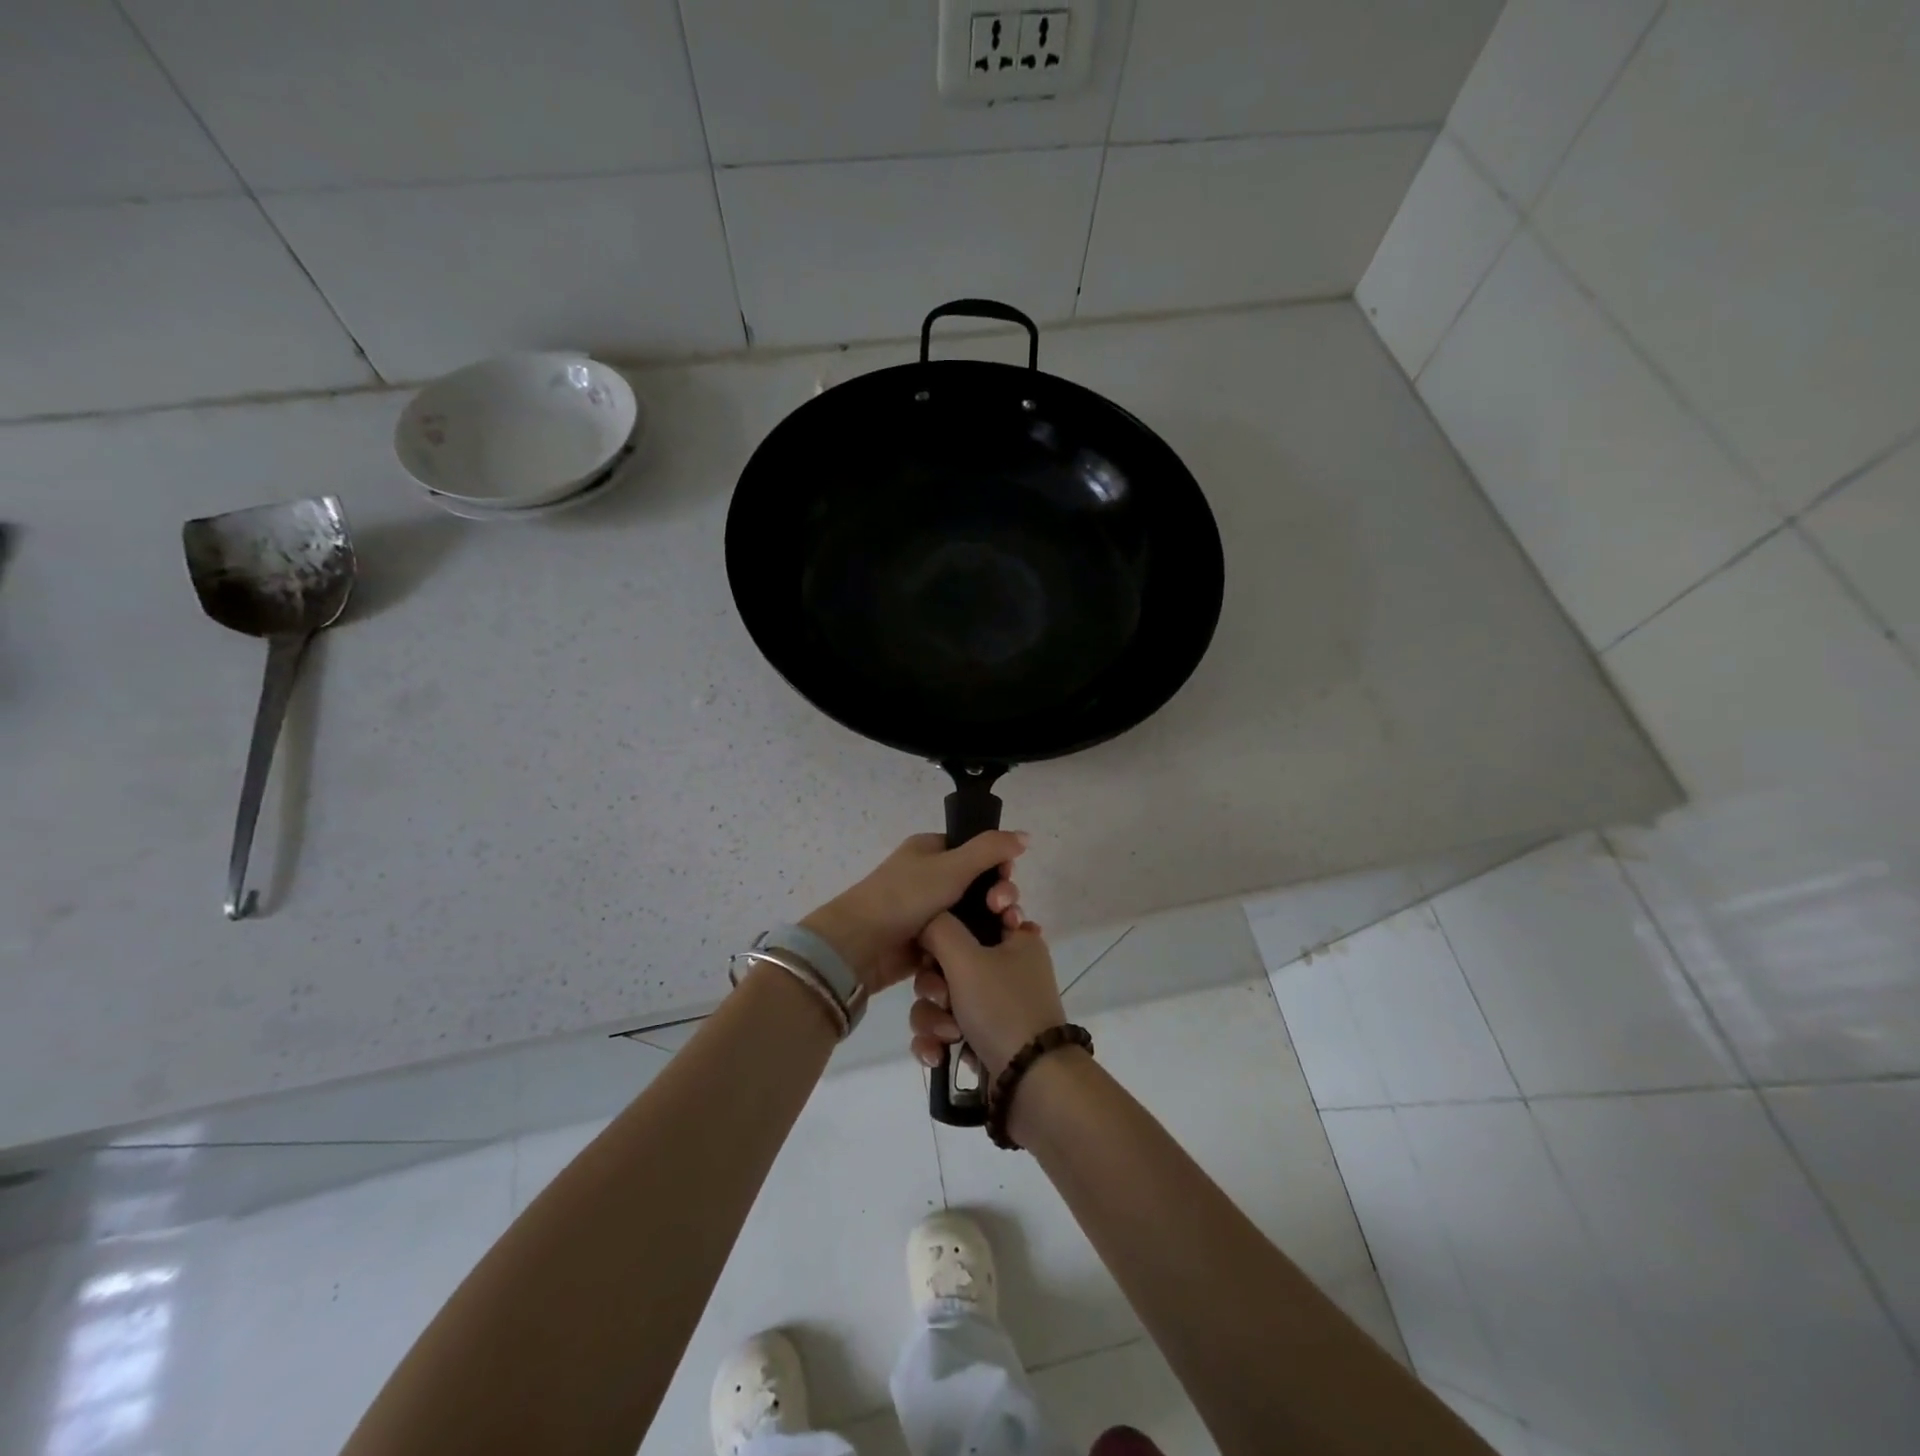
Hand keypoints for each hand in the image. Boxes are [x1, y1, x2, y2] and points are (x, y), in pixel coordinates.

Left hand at [801, 831, 1028, 995]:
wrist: (861, 945)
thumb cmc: (906, 897)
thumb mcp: (952, 866)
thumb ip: (991, 849)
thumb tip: (1025, 836)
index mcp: (931, 850)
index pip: (977, 852)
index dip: (998, 865)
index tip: (1006, 879)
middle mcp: (930, 877)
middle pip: (979, 885)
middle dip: (999, 896)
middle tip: (1005, 911)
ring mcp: (928, 912)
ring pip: (973, 915)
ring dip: (993, 922)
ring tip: (1006, 933)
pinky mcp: (929, 942)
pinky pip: (961, 939)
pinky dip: (976, 943)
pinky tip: (994, 952)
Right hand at [911, 912, 1064, 1079]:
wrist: (1029, 1084)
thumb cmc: (1002, 1008)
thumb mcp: (967, 958)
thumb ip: (939, 928)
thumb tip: (927, 921)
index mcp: (1016, 938)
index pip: (978, 912)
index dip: (955, 921)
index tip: (945, 935)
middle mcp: (1006, 967)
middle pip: (947, 958)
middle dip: (935, 983)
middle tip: (944, 997)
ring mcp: (993, 1005)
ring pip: (941, 996)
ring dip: (934, 1017)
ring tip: (949, 1035)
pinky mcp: (980, 1038)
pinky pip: (943, 1028)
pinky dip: (937, 1040)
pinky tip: (938, 1054)